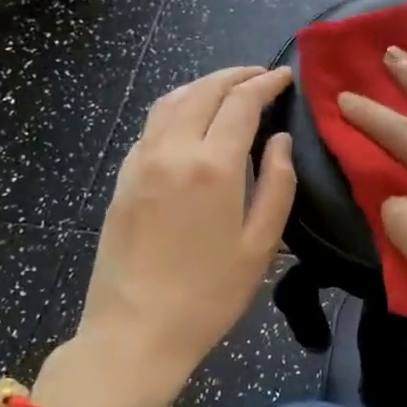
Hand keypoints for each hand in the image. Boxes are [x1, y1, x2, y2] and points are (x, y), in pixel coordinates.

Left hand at [62, 66, 295, 406]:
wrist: (135, 331)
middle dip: (235, 75)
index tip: (284, 77)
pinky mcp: (122, 179)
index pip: (240, 103)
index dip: (265, 84)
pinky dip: (176, 107)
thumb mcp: (261, 245)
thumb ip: (277, 186)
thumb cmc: (209, 295)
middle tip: (260, 75)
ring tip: (227, 88)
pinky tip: (189, 119)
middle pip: (203, 91)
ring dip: (202, 85)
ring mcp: (140, 162)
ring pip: (171, 101)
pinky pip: (151, 125)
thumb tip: (280, 141)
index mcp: (213, 167)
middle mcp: (172, 151)